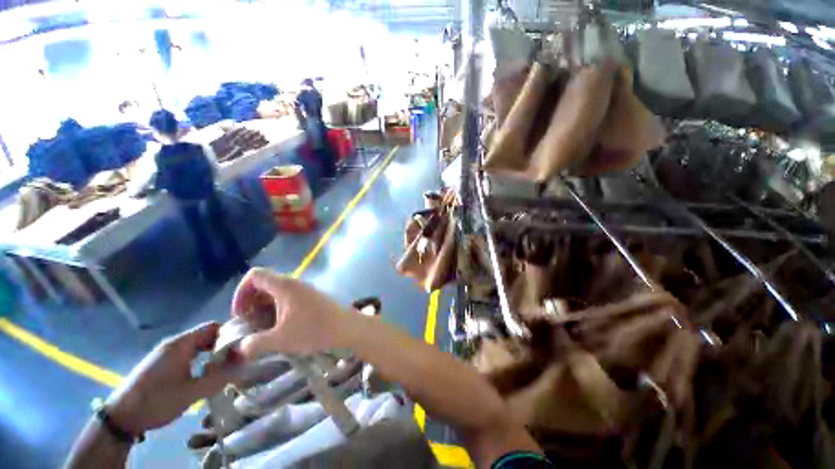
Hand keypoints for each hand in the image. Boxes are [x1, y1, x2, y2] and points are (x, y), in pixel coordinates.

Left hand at [105, 322, 239, 435]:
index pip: (213, 327)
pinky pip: (188, 353)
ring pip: (198, 345)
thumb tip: (246, 364)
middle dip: (223, 345)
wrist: (121, 417)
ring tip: (223, 368)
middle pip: (206, 335)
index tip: (243, 347)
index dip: (230, 334)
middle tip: (236, 360)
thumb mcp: (192, 393)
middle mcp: (174, 343)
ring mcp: (166, 353)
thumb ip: (220, 377)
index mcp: (181, 344)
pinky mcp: (161, 363)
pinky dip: (201, 359)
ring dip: (212, 353)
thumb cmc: (157, 401)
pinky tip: (203, 373)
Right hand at [231, 268, 350, 357]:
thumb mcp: (280, 339)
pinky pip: (288, 297)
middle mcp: (294, 283)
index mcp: (284, 286)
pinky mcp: (311, 296)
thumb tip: (241, 347)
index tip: (241, 314)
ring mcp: (304, 289)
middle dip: (251, 302)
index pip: (254, 275)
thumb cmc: (313, 329)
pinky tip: (279, 326)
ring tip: (262, 328)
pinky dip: (277, 308)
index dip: (241, 292)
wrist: (345, 327)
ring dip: (264, 307)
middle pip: (264, 283)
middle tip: (249, 324)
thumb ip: (255, 343)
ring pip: (276, 291)